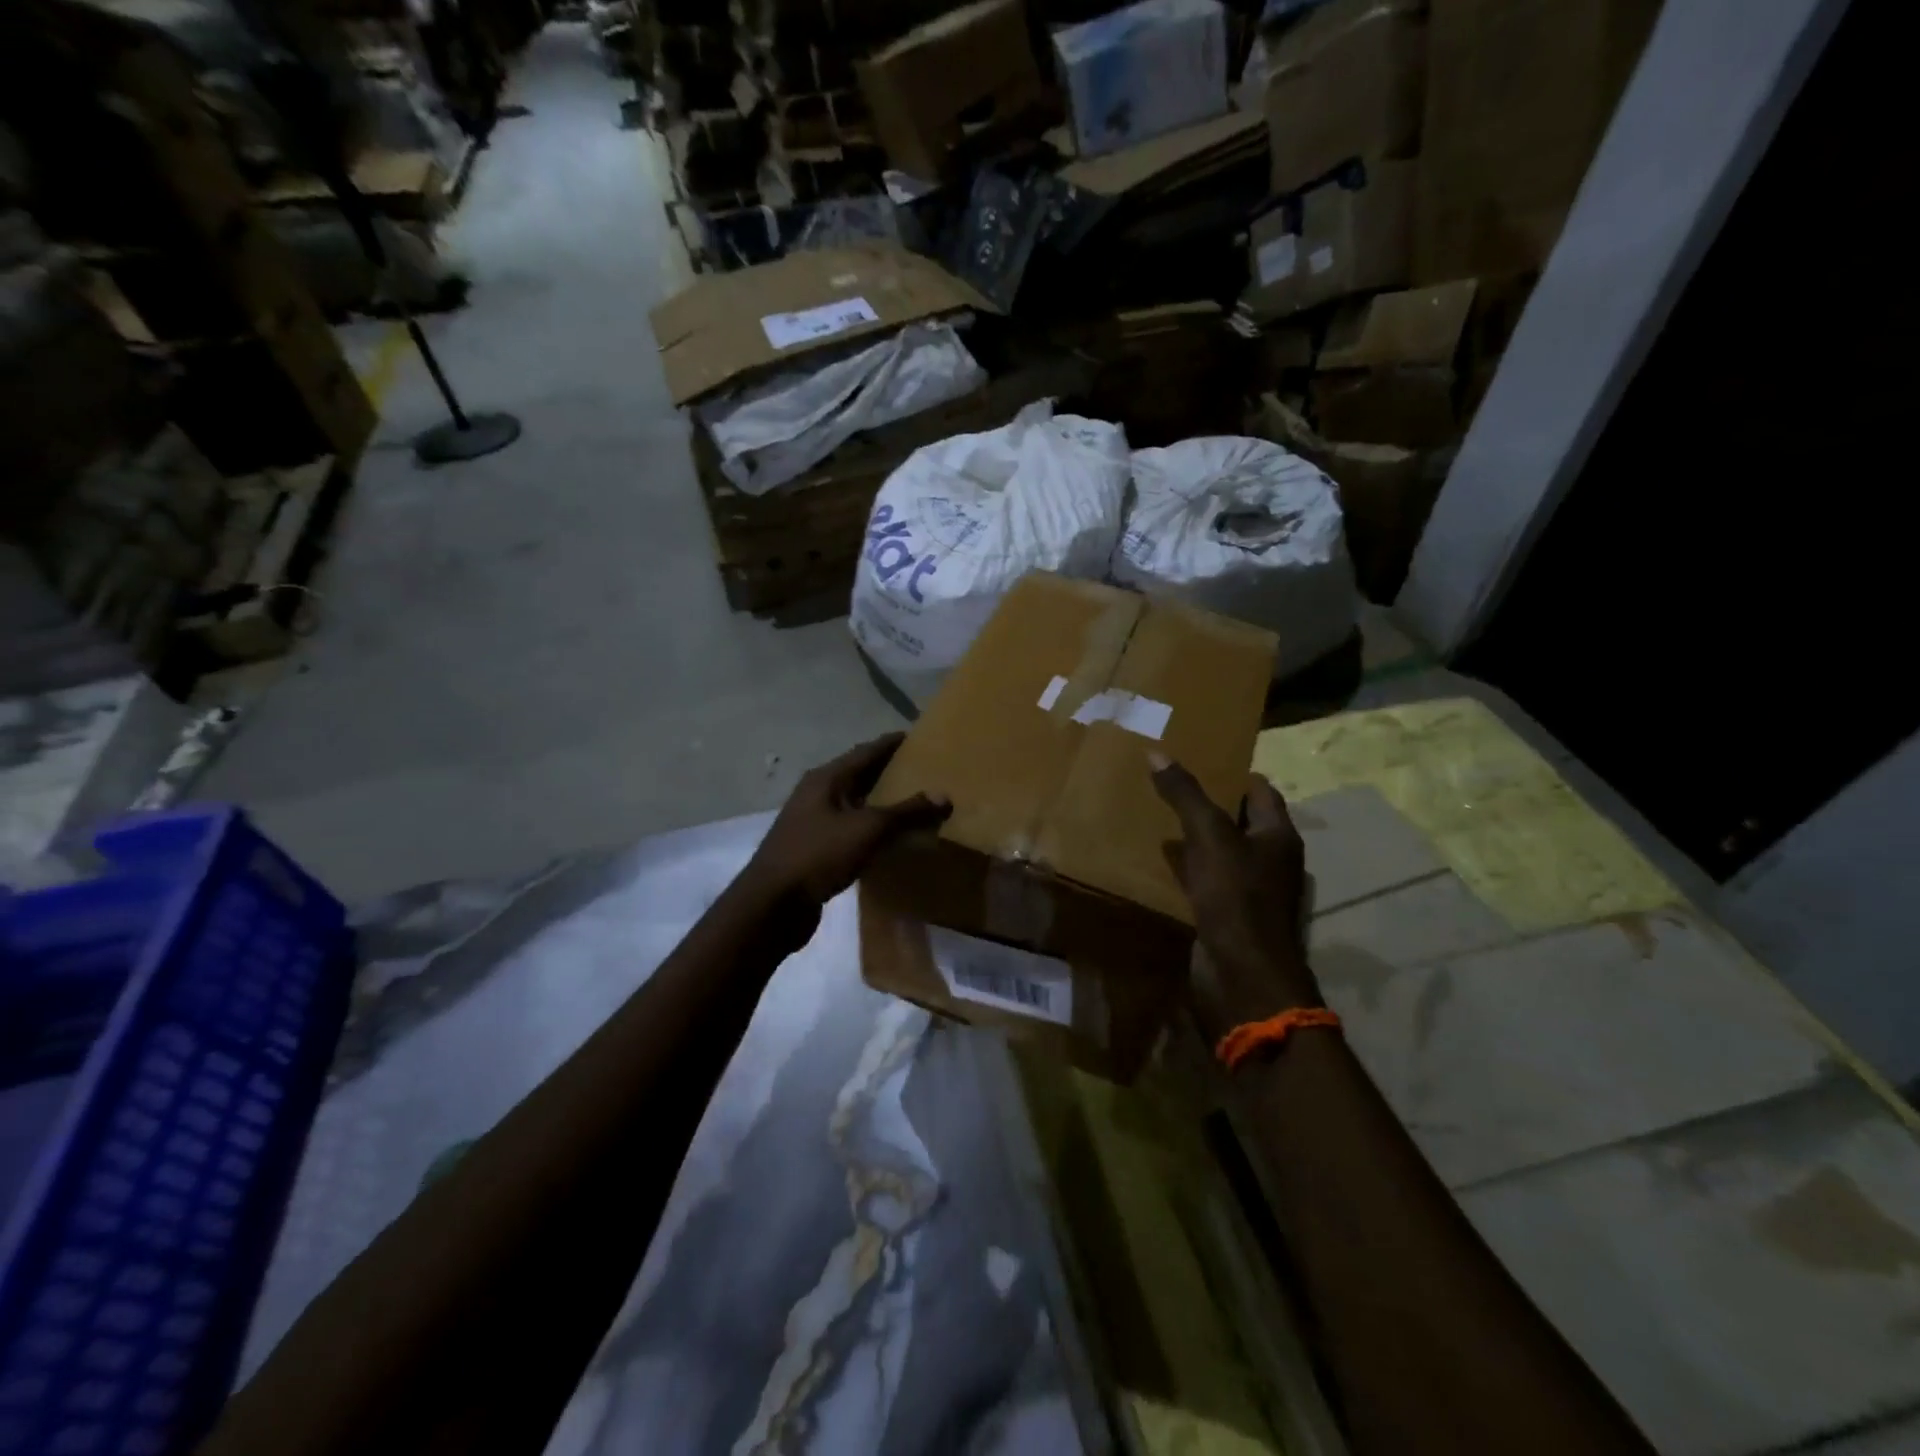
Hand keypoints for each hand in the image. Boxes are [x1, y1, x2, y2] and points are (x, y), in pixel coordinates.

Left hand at [745, 734, 950, 910]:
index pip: (866, 751)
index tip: (921, 738)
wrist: (772, 905)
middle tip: (926, 773)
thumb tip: (944, 796)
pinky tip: (892, 840)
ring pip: (855, 805)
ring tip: (916, 805)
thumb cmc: (818, 855)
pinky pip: (851, 831)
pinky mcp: (815, 850)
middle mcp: (817, 794)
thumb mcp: (868, 829)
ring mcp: (813, 823)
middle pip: (860, 776)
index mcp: (826, 779)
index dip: (893, 744)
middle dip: (890, 773)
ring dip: (882, 804)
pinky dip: (873, 830)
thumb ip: (907, 812)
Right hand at [1150, 752, 1320, 1027]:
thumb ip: (1185, 795)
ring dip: (1196, 837)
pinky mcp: (1228, 913)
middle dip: (1209, 803)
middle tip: (1169, 784)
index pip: (1260, 791)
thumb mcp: (1209, 836)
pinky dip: (1187, 868)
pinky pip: (1207, 880)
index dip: (1232, 773)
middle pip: (1240, 821)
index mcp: (1278, 836)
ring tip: (1158, 816)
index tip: (1197, 759)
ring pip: (1221, 851)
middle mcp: (1270, 859)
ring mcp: (1250, 889)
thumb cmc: (1236, 897)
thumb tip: (1157, 753)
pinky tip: (1160, 861)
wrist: (1242, 974)